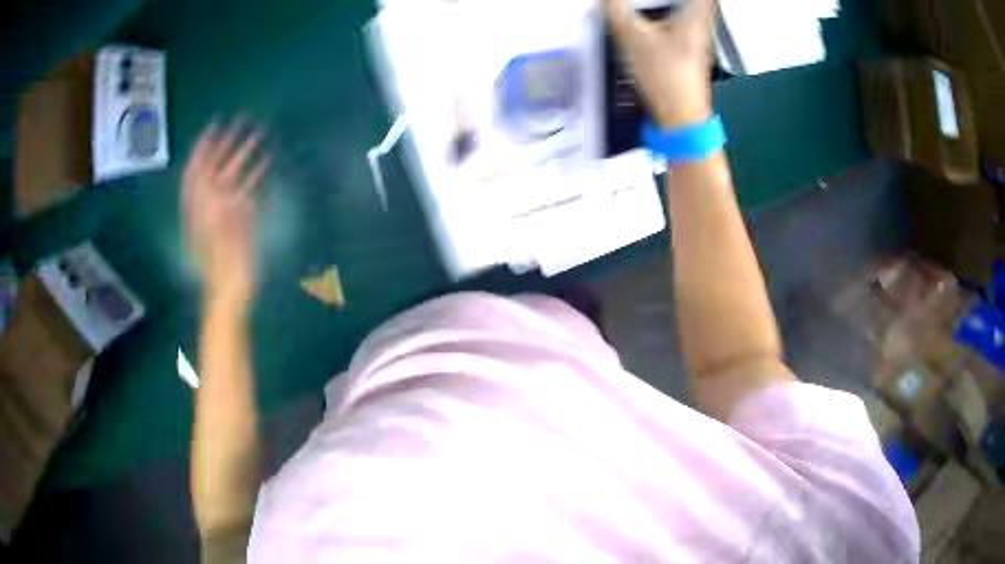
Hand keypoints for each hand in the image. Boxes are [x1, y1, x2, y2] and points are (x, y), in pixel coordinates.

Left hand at [182, 119, 270, 303]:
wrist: (230, 297)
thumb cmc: (225, 273)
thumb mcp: (224, 245)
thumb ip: (226, 219)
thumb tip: (230, 193)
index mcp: (201, 211)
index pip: (198, 172)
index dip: (204, 148)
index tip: (215, 125)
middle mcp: (209, 207)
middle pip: (216, 169)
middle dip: (228, 145)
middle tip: (243, 123)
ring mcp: (223, 214)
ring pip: (231, 178)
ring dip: (243, 158)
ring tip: (259, 137)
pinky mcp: (236, 220)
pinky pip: (244, 192)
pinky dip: (253, 178)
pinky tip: (266, 165)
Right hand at [605, 0, 715, 127]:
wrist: (680, 118)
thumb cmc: (665, 77)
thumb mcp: (635, 39)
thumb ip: (617, 10)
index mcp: (696, 17)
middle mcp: (702, 25)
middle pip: (700, 1)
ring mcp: (697, 39)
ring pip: (691, 9)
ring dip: (675, 3)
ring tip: (652, 3)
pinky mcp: (688, 50)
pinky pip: (682, 21)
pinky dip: (669, 11)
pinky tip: (651, 13)